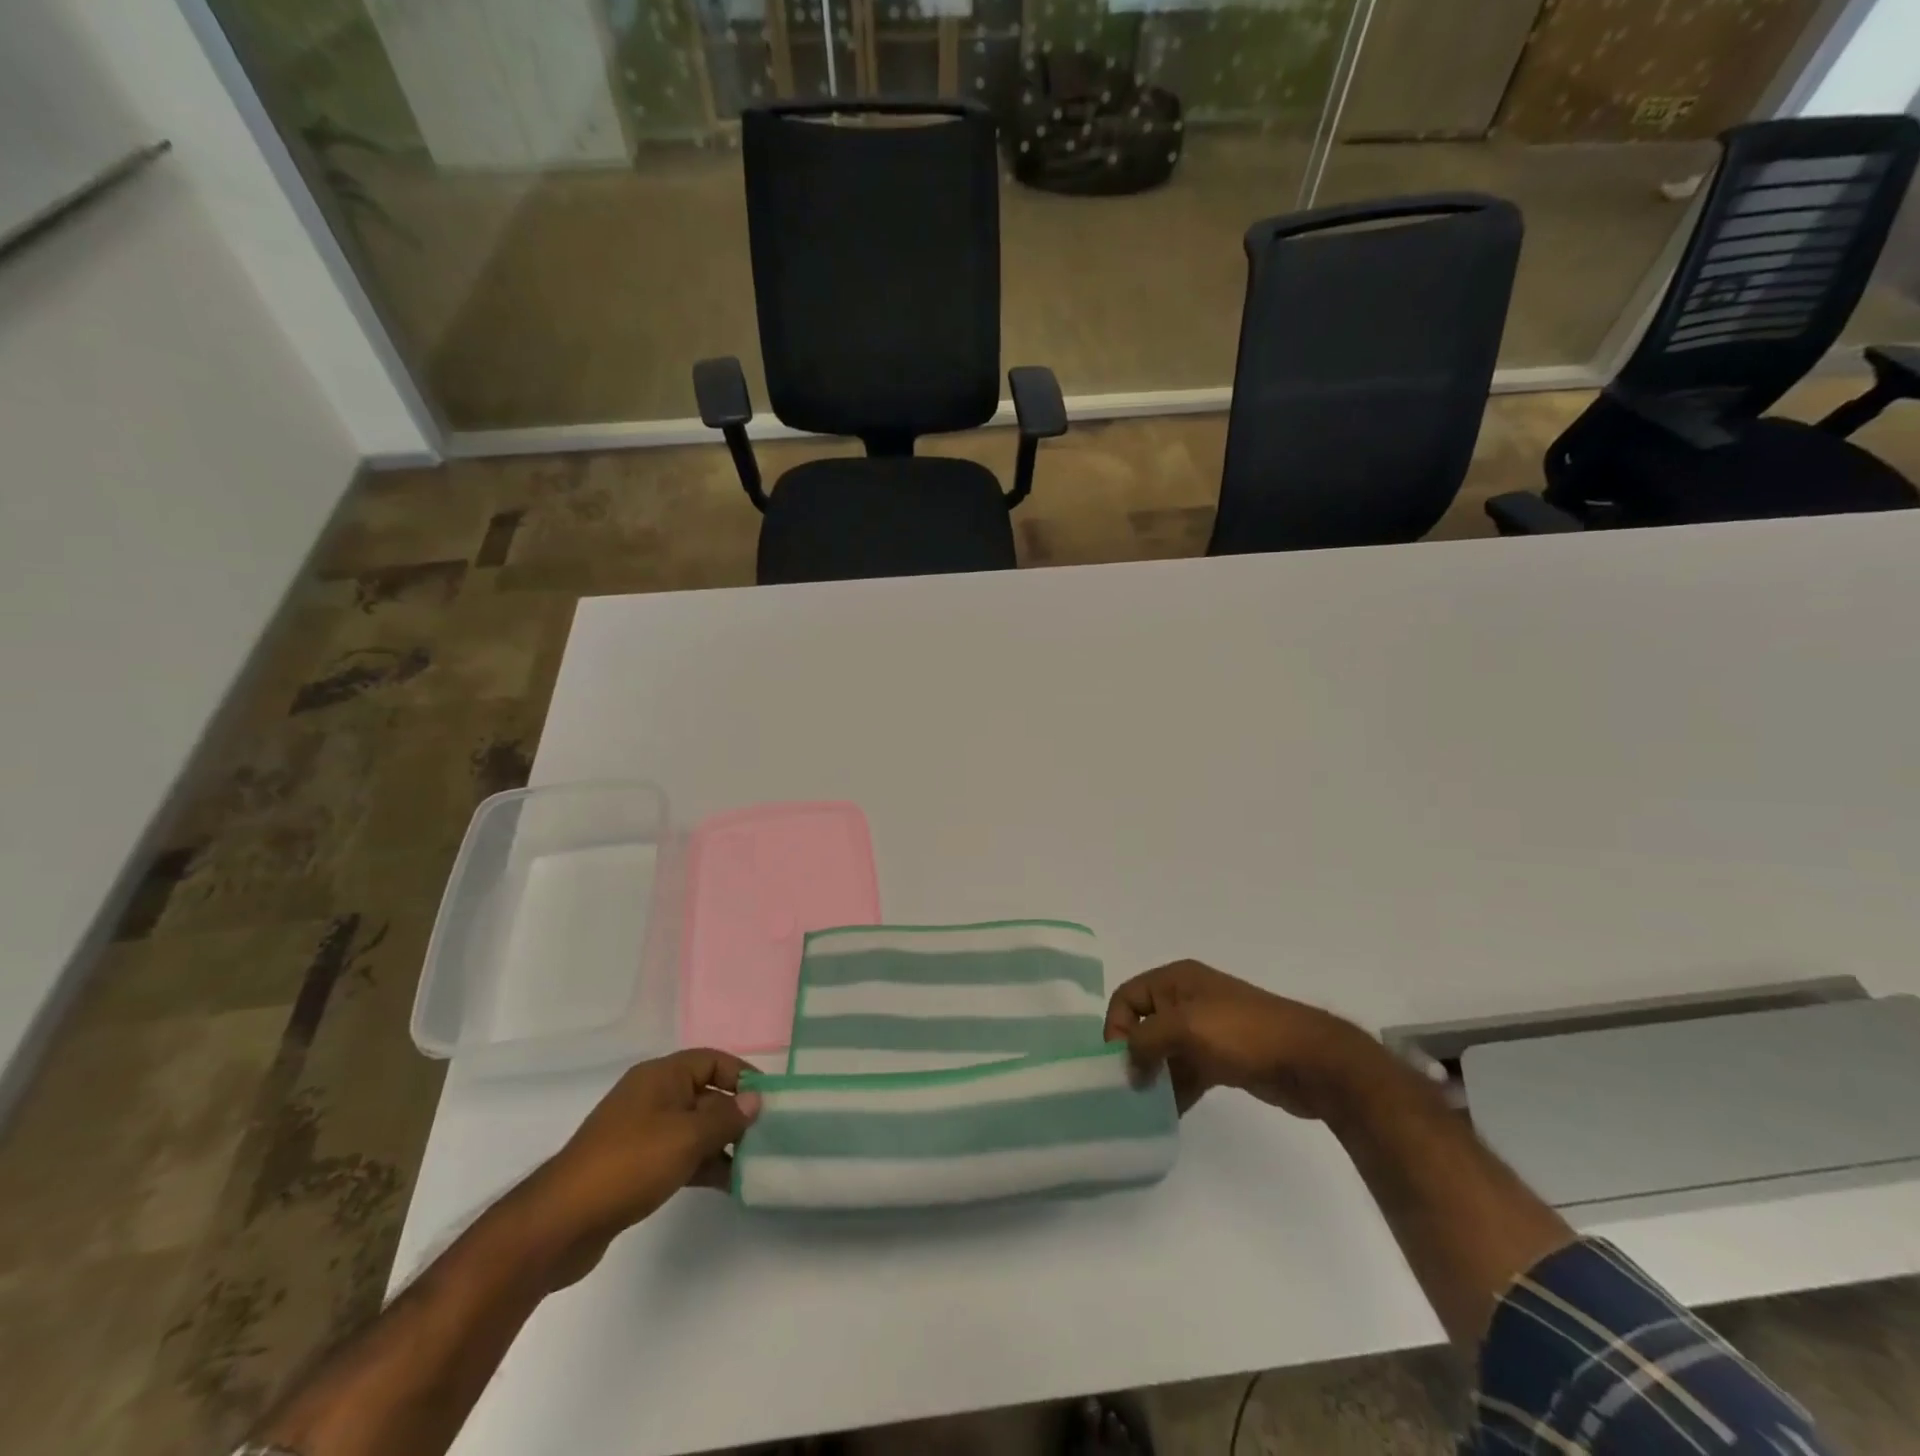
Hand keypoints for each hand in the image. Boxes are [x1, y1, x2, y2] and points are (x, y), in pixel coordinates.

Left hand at [527, 1050, 760, 1283]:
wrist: (560, 1223)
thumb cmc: (629, 1164)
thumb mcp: (687, 1137)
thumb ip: (727, 1118)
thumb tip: (756, 1100)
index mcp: (662, 1076)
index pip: (713, 1061)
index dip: (743, 1077)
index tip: (770, 1102)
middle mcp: (652, 1096)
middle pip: (706, 1094)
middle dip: (736, 1114)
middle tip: (768, 1137)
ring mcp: (642, 1131)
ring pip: (694, 1127)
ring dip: (723, 1143)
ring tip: (754, 1165)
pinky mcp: (635, 1165)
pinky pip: (680, 1153)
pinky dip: (703, 1163)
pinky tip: (728, 1184)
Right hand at [1104, 959, 1384, 1118]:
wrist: (1310, 1060)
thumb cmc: (1243, 1033)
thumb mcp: (1185, 1026)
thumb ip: (1146, 1042)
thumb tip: (1129, 1067)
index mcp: (1176, 980)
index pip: (1127, 996)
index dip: (1116, 1027)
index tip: (1120, 1064)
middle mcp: (1187, 999)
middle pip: (1143, 1024)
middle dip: (1134, 1054)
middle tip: (1128, 1090)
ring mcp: (1207, 1030)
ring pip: (1165, 1052)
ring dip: (1154, 1077)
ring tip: (1145, 1108)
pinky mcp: (1222, 1059)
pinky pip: (1187, 1071)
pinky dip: (1176, 1090)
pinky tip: (1169, 1115)